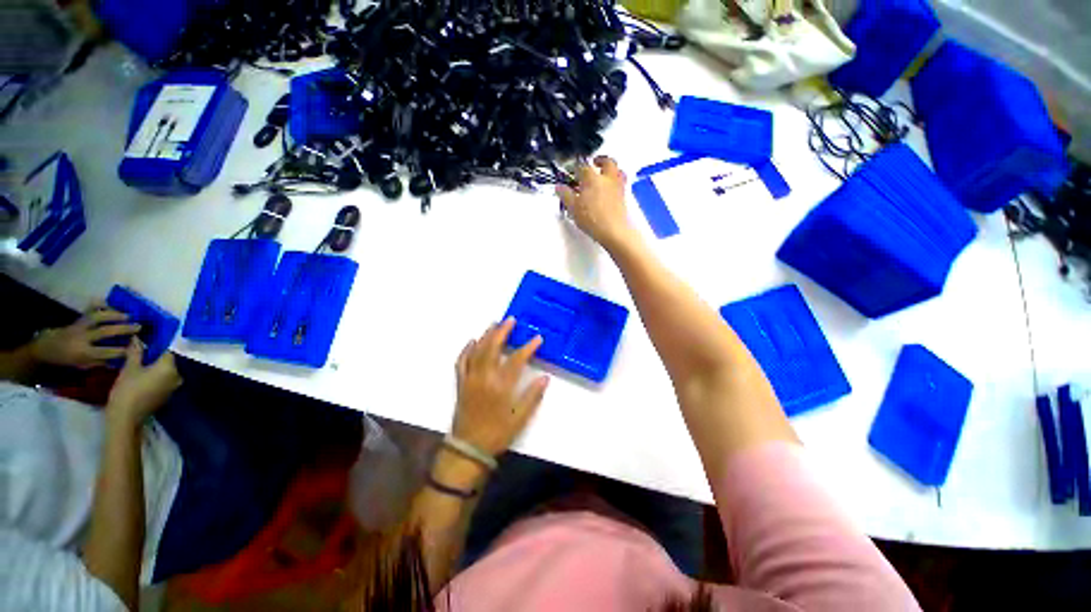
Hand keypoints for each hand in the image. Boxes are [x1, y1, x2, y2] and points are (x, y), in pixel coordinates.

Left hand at [31, 304, 139, 368]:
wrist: (45, 348)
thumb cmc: (66, 360)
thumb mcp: (81, 366)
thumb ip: (99, 361)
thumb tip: (118, 359)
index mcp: (83, 352)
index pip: (107, 352)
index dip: (122, 350)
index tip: (136, 348)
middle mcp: (82, 337)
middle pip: (105, 331)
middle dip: (123, 328)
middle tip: (139, 327)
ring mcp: (79, 326)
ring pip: (98, 317)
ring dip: (114, 315)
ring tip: (128, 315)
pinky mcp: (78, 319)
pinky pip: (89, 310)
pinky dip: (99, 304)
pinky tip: (108, 303)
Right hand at [106, 340, 180, 427]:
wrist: (126, 418)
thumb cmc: (128, 390)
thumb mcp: (130, 368)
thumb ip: (135, 352)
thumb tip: (137, 338)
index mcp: (170, 368)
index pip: (166, 351)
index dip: (155, 346)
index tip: (143, 343)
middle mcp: (177, 376)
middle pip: (167, 362)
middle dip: (153, 358)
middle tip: (137, 355)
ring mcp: (173, 387)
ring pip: (164, 372)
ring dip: (153, 368)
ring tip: (137, 365)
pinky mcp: (167, 396)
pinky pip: (163, 381)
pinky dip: (154, 378)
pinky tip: (141, 378)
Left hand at [451, 318, 548, 456]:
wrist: (468, 449)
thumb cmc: (497, 433)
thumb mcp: (519, 418)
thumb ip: (532, 396)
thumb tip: (545, 378)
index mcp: (501, 387)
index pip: (517, 360)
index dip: (528, 347)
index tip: (537, 338)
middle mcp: (484, 378)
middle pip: (493, 348)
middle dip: (502, 332)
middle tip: (511, 320)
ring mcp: (470, 379)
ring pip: (477, 351)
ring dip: (486, 336)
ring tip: (494, 324)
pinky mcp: (461, 383)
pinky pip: (461, 362)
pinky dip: (466, 350)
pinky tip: (472, 341)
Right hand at [556, 155, 635, 250]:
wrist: (613, 231)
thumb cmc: (592, 218)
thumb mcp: (573, 208)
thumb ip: (565, 195)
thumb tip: (559, 187)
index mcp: (592, 178)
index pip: (583, 167)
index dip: (576, 168)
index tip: (573, 172)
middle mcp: (607, 178)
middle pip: (607, 161)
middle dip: (600, 160)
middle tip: (595, 162)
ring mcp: (618, 187)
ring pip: (618, 170)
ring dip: (611, 169)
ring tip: (605, 173)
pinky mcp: (624, 197)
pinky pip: (621, 183)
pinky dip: (616, 181)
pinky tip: (611, 188)